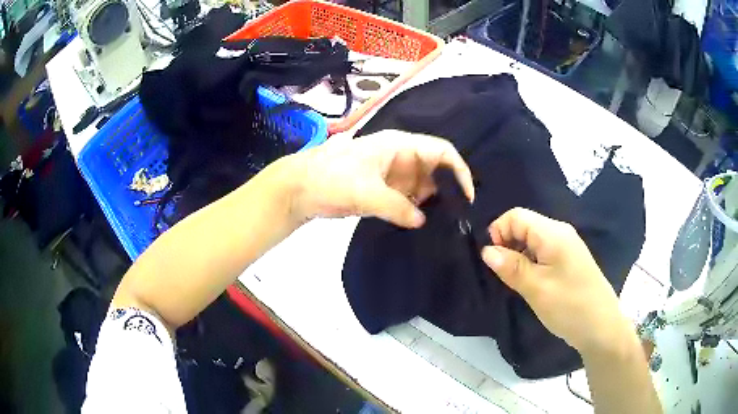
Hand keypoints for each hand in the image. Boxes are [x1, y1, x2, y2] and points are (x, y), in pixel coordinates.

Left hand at [288, 130, 473, 227]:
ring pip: (422, 186)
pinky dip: (415, 210)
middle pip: (435, 170)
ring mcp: (391, 175)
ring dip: (431, 203)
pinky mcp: (382, 191)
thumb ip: (398, 207)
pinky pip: (407, 199)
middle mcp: (400, 157)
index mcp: (399, 146)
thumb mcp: (366, 192)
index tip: (468, 197)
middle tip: (456, 218)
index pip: (441, 152)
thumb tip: (421, 221)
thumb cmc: (331, 179)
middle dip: (447, 191)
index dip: (459, 171)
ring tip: (443, 225)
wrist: (299, 188)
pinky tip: (420, 225)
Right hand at [481, 208, 632, 354]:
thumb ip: (510, 266)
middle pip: (524, 226)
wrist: (601, 327)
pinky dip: (531, 264)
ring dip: (518, 257)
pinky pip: (543, 253)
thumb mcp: (536, 288)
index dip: (498, 232)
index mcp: (553, 233)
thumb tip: (486, 250)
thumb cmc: (569, 306)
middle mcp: (560, 233)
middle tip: (504, 276)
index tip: (493, 261)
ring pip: (532, 241)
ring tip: (517, 283)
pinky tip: (532, 284)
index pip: (516, 216)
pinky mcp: (569, 260)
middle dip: (508, 245)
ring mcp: (567, 246)